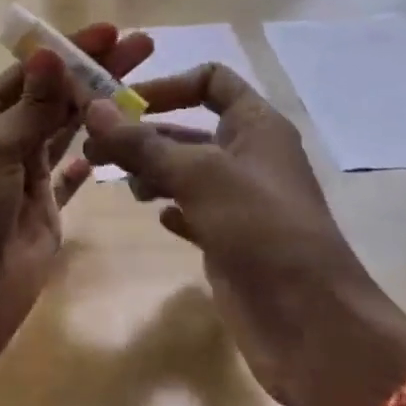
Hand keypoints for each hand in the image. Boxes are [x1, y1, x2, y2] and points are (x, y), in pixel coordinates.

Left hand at [0, 24, 153, 370]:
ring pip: (69, 130)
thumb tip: (51, 53)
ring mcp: (28, 175)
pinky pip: (72, 178)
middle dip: (96, 70)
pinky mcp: (47, 210)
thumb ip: (31, 107)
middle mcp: (6, 138)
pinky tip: (114, 144)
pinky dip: (89, 161)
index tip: (111, 31)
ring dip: (100, 106)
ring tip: (141, 83)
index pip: (33, 70)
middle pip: (57, 95)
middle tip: (141, 46)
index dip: (71, 49)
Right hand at [83, 64, 405, 405]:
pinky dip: (170, 206)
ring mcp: (240, 200)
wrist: (312, 326)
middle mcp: (249, 155)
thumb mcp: (198, 175)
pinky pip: (192, 209)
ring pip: (185, 169)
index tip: (124, 104)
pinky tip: (154, 215)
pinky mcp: (231, 239)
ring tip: (118, 183)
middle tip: (93, 147)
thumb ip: (142, 142)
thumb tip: (93, 107)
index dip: (168, 85)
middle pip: (188, 127)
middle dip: (142, 132)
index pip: (211, 80)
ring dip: (150, 169)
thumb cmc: (260, 228)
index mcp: (256, 125)